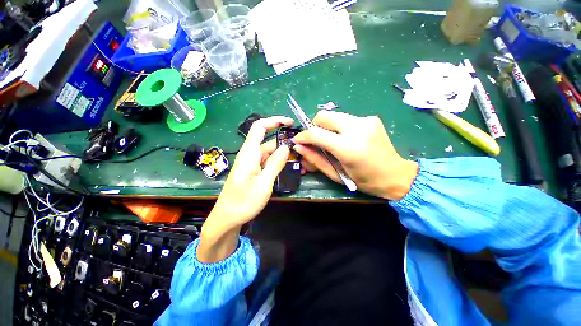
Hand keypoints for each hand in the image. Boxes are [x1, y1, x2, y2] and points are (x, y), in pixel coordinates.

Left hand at [197, 116, 292, 262]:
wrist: (228, 219)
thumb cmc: (243, 201)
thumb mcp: (263, 183)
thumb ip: (275, 163)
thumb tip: (286, 146)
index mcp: (249, 153)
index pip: (260, 127)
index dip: (274, 121)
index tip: (290, 123)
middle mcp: (250, 155)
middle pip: (268, 141)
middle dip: (284, 141)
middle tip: (301, 147)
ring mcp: (252, 164)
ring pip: (270, 153)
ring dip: (283, 154)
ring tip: (299, 159)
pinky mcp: (254, 172)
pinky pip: (268, 162)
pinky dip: (279, 162)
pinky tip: (289, 168)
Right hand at [293, 111, 417, 200]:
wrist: (395, 175)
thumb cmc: (364, 181)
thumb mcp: (336, 174)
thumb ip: (315, 159)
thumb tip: (298, 147)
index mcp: (349, 147)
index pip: (316, 133)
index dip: (303, 136)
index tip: (297, 140)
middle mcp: (358, 129)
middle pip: (324, 116)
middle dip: (314, 126)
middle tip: (316, 140)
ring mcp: (366, 120)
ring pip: (334, 115)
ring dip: (327, 127)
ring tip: (331, 141)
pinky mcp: (371, 118)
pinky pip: (346, 118)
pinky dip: (339, 127)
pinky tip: (345, 139)